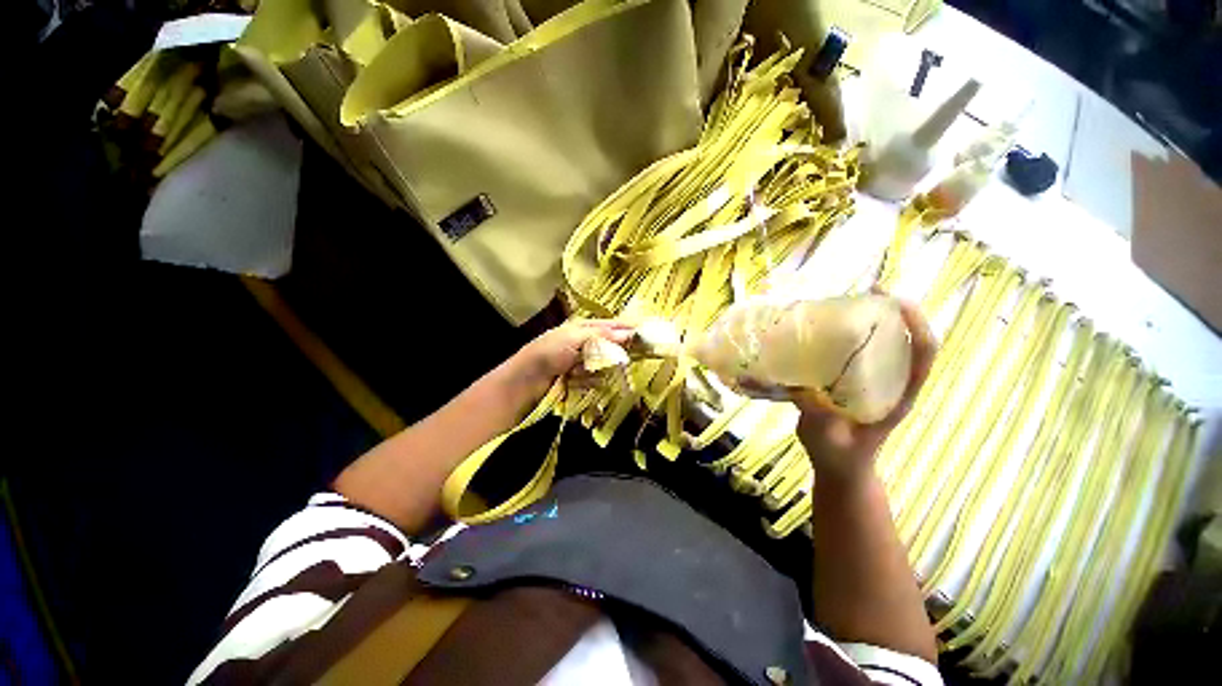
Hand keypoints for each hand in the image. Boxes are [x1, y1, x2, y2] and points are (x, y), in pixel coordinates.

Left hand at [490, 320, 633, 419]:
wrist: (520, 387)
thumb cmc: (545, 356)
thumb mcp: (573, 339)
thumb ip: (601, 337)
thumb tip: (629, 334)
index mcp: (581, 329)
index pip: (612, 325)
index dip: (630, 328)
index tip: (651, 332)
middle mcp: (583, 344)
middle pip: (611, 345)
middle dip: (620, 351)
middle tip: (636, 356)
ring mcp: (581, 364)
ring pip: (604, 364)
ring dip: (602, 369)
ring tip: (590, 371)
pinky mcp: (578, 381)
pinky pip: (595, 380)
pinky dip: (591, 382)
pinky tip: (580, 382)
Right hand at [793, 297, 936, 484]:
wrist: (841, 469)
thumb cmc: (841, 458)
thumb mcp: (829, 439)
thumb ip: (818, 415)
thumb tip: (800, 383)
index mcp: (898, 397)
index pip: (923, 355)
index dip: (918, 325)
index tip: (896, 300)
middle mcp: (890, 383)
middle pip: (905, 341)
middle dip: (893, 311)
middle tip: (865, 290)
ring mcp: (873, 382)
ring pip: (881, 344)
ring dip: (869, 319)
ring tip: (843, 302)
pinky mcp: (852, 382)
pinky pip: (854, 353)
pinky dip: (844, 336)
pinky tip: (820, 330)